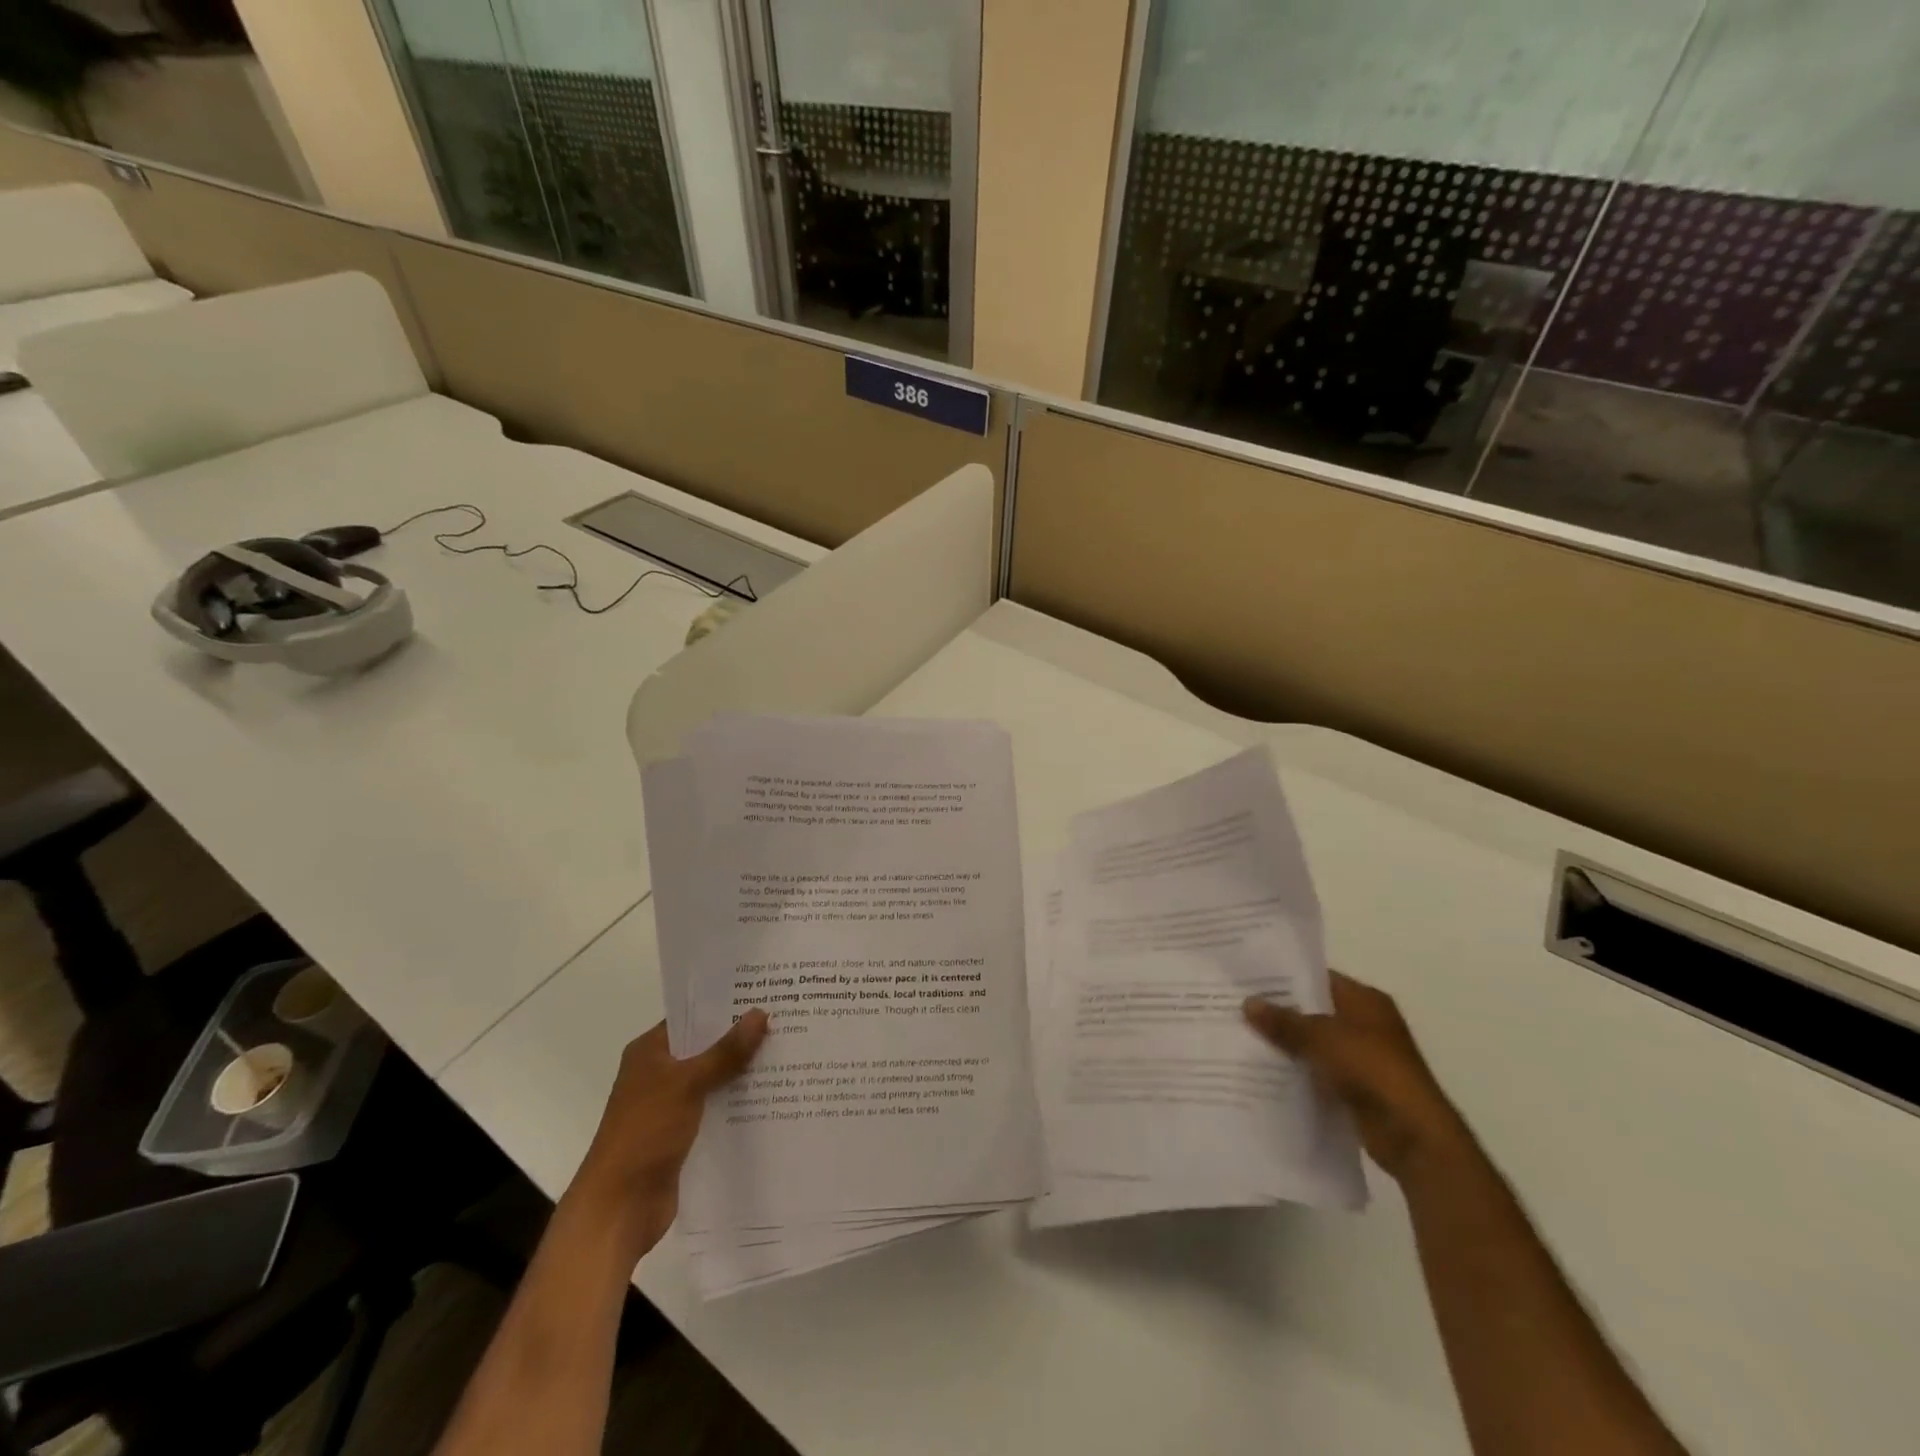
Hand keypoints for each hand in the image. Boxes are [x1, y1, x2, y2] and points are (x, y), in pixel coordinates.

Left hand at [568, 1010, 768, 1261]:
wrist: (618, 1209)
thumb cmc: (645, 1133)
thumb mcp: (687, 1084)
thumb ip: (725, 1051)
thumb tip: (760, 1013)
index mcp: (650, 1052)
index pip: (691, 1017)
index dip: (725, 1006)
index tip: (764, 995)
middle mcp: (659, 1074)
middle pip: (706, 1048)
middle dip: (742, 1039)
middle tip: (786, 1022)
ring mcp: (671, 1106)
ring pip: (715, 1080)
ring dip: (744, 1073)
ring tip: (788, 1056)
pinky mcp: (683, 1136)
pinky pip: (717, 1110)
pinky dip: (739, 1104)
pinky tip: (773, 1098)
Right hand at [1244, 973, 1470, 1181]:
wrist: (1413, 1135)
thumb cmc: (1372, 1070)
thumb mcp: (1322, 1038)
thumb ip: (1284, 1021)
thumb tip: (1247, 1003)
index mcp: (1365, 1001)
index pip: (1318, 978)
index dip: (1284, 977)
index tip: (1248, 978)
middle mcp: (1366, 1024)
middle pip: (1314, 1010)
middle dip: (1280, 1012)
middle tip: (1237, 1006)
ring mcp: (1363, 1058)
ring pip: (1313, 1043)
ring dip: (1286, 1044)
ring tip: (1242, 1036)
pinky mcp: (1356, 1087)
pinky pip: (1318, 1071)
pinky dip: (1297, 1071)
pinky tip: (1264, 1071)